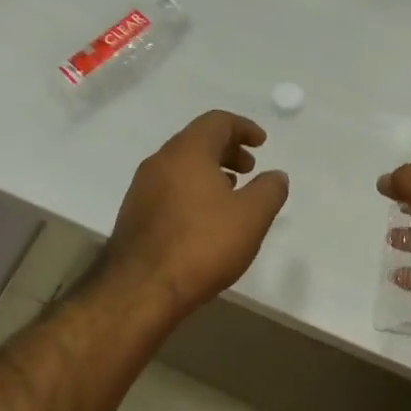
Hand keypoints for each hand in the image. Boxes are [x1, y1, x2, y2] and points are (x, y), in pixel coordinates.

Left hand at [105, 111, 289, 319]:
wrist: (142, 289)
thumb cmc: (202, 245)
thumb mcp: (251, 217)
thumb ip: (270, 190)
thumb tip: (276, 175)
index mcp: (187, 152)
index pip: (216, 121)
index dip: (243, 127)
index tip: (262, 143)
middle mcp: (160, 161)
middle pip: (197, 141)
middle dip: (227, 149)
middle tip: (249, 168)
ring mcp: (141, 188)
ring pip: (181, 165)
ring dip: (209, 171)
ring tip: (230, 192)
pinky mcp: (134, 214)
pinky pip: (169, 187)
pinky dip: (192, 189)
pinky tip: (204, 217)